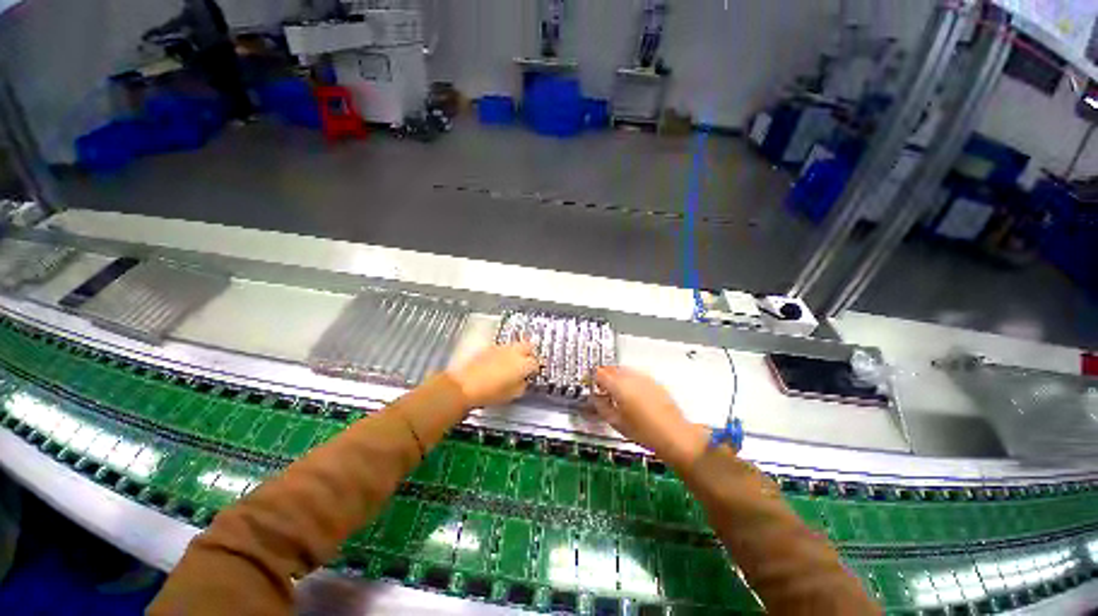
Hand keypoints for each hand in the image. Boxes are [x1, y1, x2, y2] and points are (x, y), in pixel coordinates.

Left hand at [447, 342, 539, 407]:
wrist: (464, 386)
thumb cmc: (488, 393)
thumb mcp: (512, 394)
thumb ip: (523, 385)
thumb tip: (523, 381)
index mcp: (523, 364)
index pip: (536, 363)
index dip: (535, 370)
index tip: (532, 375)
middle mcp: (514, 352)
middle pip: (529, 347)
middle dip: (530, 354)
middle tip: (528, 363)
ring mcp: (501, 348)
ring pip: (516, 345)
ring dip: (518, 352)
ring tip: (514, 363)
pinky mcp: (489, 348)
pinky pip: (503, 347)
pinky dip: (505, 353)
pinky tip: (501, 362)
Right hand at [591, 366, 709, 467]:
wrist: (675, 436)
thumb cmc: (645, 432)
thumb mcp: (616, 422)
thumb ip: (601, 407)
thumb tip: (595, 398)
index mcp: (619, 386)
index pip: (599, 373)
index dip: (591, 378)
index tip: (589, 384)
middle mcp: (631, 378)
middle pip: (612, 369)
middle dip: (603, 376)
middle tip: (600, 387)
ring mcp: (644, 378)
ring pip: (624, 370)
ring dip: (616, 377)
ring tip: (615, 392)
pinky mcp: (654, 382)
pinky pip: (636, 375)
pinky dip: (629, 380)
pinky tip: (630, 393)